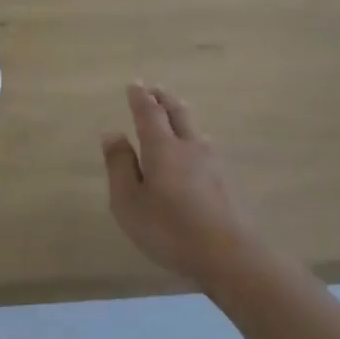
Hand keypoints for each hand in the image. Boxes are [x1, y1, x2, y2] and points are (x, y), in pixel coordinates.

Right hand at [102, 84, 257, 284]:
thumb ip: (119, 166)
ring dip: (182, 115)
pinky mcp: (224, 182)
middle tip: (155, 89)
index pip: (149, 114)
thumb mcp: (129, 201)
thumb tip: (112, 133)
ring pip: (195, 129)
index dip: (140, 98)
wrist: (228, 254)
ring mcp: (211, 164)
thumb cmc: (168, 228)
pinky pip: (205, 146)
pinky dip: (195, 136)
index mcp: (162, 148)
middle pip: (177, 114)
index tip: (134, 84)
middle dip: (164, 99)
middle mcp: (189, 147)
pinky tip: (198, 146)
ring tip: (176, 110)